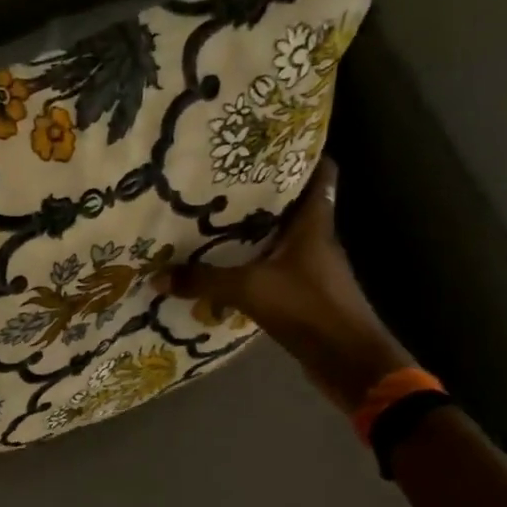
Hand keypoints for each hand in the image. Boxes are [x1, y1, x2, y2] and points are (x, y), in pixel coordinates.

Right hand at [156, 161, 413, 410]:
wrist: (348, 361)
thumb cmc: (308, 309)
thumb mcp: (249, 289)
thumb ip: (204, 280)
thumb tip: (158, 275)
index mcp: (314, 226)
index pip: (321, 176)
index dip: (302, 156)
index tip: (268, 145)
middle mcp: (316, 241)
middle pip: (293, 206)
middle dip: (262, 195)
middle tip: (221, 184)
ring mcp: (311, 270)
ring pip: (281, 239)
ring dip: (254, 233)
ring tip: (212, 223)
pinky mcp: (304, 295)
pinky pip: (273, 269)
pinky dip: (252, 266)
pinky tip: (223, 269)